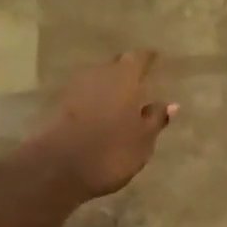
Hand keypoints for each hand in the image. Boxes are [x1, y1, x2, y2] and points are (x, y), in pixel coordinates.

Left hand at [26, 51, 175, 201]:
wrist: (54, 168)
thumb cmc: (109, 152)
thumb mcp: (142, 141)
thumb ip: (156, 119)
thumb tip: (171, 104)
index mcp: (125, 76)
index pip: (139, 57)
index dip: (148, 59)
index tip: (155, 60)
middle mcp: (100, 73)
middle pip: (116, 65)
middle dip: (126, 71)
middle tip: (137, 83)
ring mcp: (75, 86)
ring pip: (97, 79)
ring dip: (106, 86)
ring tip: (117, 101)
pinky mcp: (57, 104)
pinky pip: (81, 94)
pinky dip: (90, 100)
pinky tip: (95, 114)